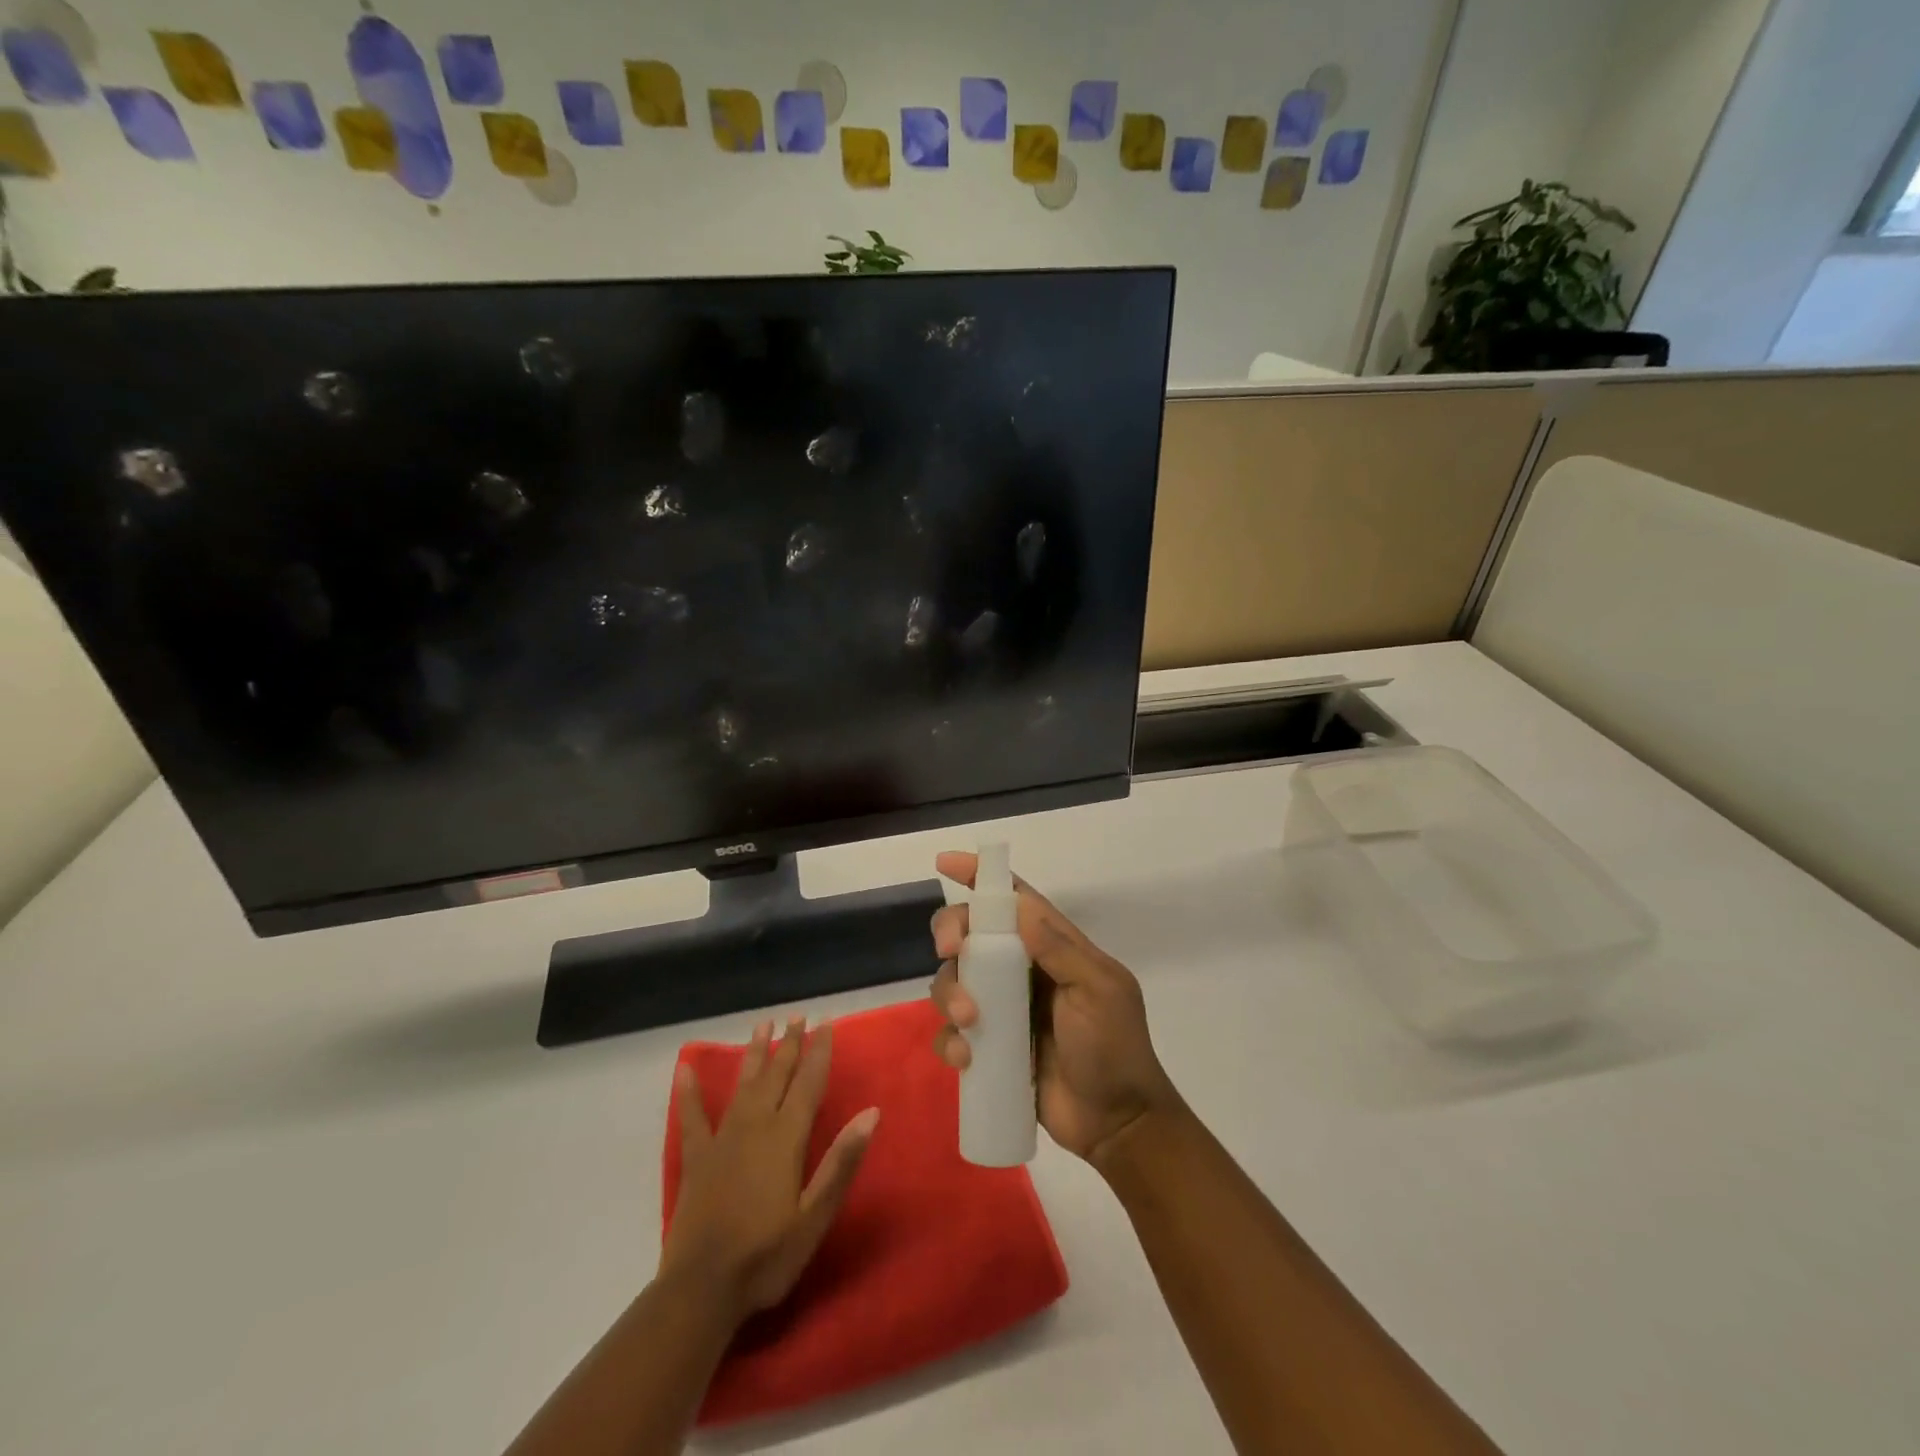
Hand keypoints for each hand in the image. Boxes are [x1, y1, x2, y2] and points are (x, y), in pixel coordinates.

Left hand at [661, 1017, 878, 1319]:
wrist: (702, 1290)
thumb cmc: (767, 1256)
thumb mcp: (815, 1215)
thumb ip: (841, 1162)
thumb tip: (871, 1113)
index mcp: (786, 1138)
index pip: (808, 1084)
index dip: (819, 1052)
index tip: (826, 1024)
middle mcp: (755, 1126)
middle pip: (776, 1076)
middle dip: (789, 1045)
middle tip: (797, 1017)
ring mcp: (722, 1140)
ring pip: (743, 1086)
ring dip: (754, 1054)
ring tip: (763, 1026)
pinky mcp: (697, 1159)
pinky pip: (692, 1117)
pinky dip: (689, 1092)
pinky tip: (685, 1068)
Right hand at [930, 852, 1178, 1169]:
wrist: (1116, 1124)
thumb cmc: (1114, 1048)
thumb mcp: (1099, 992)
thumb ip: (1061, 950)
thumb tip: (1021, 905)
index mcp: (1053, 947)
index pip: (1014, 899)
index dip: (981, 877)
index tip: (946, 863)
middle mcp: (1021, 970)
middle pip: (971, 933)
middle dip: (952, 932)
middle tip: (949, 949)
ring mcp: (1002, 1009)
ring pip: (954, 980)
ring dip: (949, 992)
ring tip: (968, 1022)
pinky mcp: (988, 1047)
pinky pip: (952, 1032)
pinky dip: (949, 1040)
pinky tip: (966, 1059)